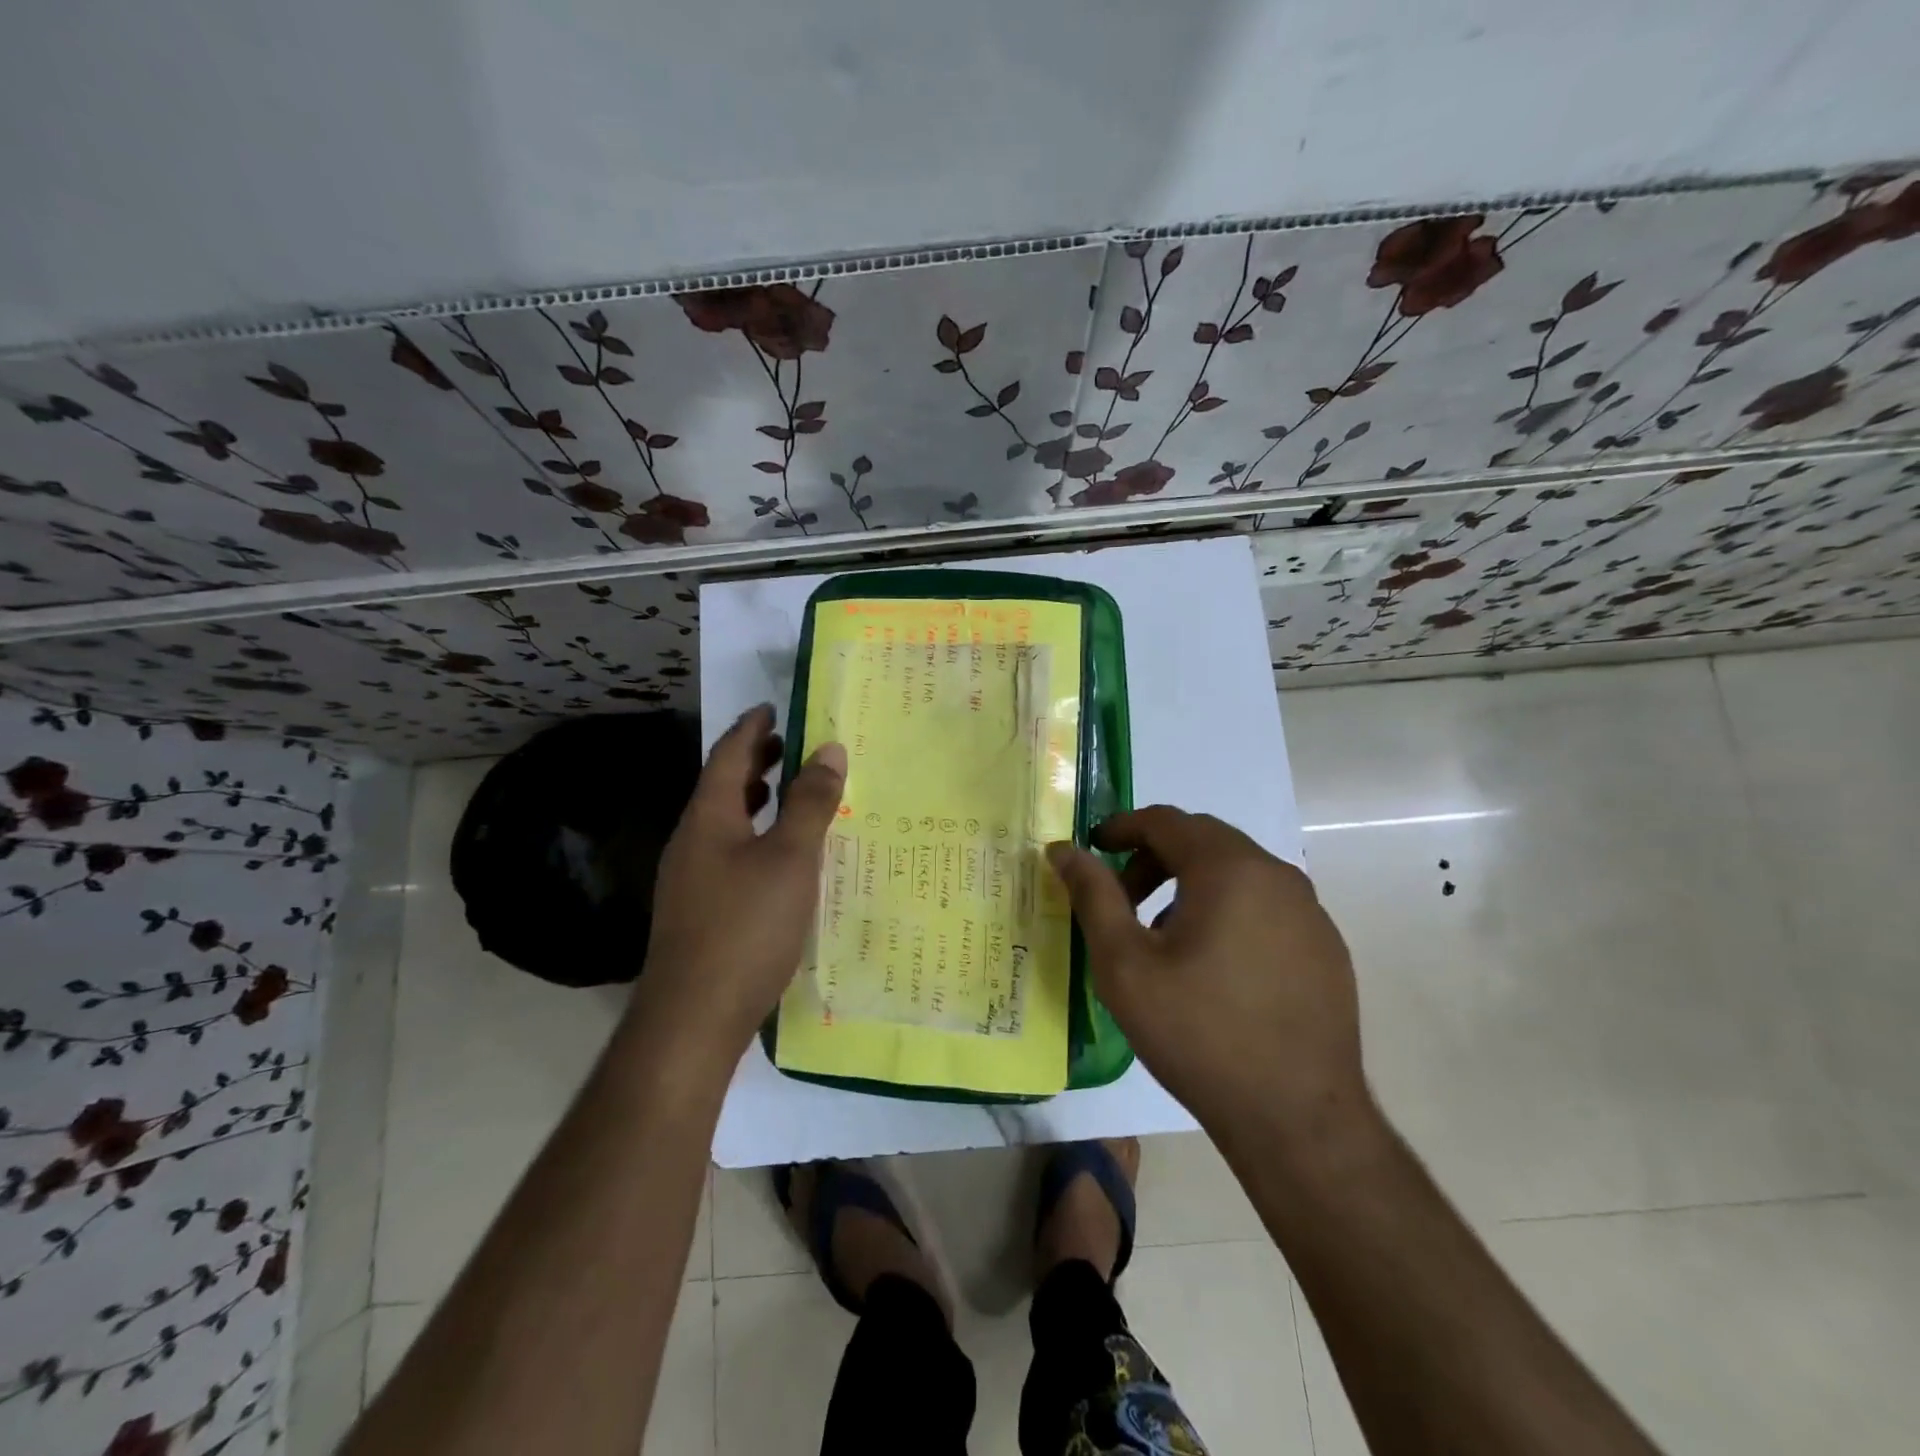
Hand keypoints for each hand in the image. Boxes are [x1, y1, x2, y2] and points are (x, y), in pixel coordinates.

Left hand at [635, 705, 845, 1058]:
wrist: (693, 1017)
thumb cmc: (746, 926)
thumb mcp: (791, 858)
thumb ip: (811, 803)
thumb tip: (830, 749)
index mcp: (708, 817)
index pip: (728, 755)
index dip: (753, 727)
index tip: (775, 707)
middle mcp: (691, 841)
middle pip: (721, 785)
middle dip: (754, 761)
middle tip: (789, 745)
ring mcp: (689, 878)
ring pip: (724, 822)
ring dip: (754, 799)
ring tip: (787, 793)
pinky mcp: (697, 910)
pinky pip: (728, 852)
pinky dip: (754, 836)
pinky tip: (778, 858)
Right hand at [1047, 806, 1369, 1137]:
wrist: (1297, 1119)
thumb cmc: (1199, 1033)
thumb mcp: (1125, 965)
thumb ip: (1093, 896)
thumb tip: (1063, 849)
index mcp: (1230, 869)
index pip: (1166, 820)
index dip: (1122, 827)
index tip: (1093, 848)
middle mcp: (1277, 875)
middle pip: (1204, 841)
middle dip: (1155, 857)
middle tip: (1123, 897)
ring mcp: (1310, 911)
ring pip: (1238, 872)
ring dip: (1192, 884)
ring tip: (1163, 937)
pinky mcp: (1326, 947)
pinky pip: (1267, 905)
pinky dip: (1229, 909)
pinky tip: (1214, 965)